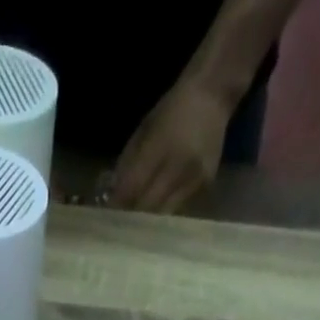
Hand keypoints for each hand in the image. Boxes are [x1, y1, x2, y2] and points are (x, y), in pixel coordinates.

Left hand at [108, 81, 232, 213]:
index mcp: (160, 147)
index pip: (132, 188)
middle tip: (119, 226)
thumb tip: (114, 196)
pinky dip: (165, 212)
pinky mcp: (205, 186)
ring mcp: (194, 179)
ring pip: (164, 214)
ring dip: (148, 221)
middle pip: (148, 207)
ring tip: (136, 225)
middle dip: (131, 218)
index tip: (106, 217)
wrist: (213, 93)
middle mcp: (179, 167)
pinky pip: (179, 208)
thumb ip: (128, 163)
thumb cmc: (173, 109)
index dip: (118, 205)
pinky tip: (157, 212)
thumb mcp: (145, 129)